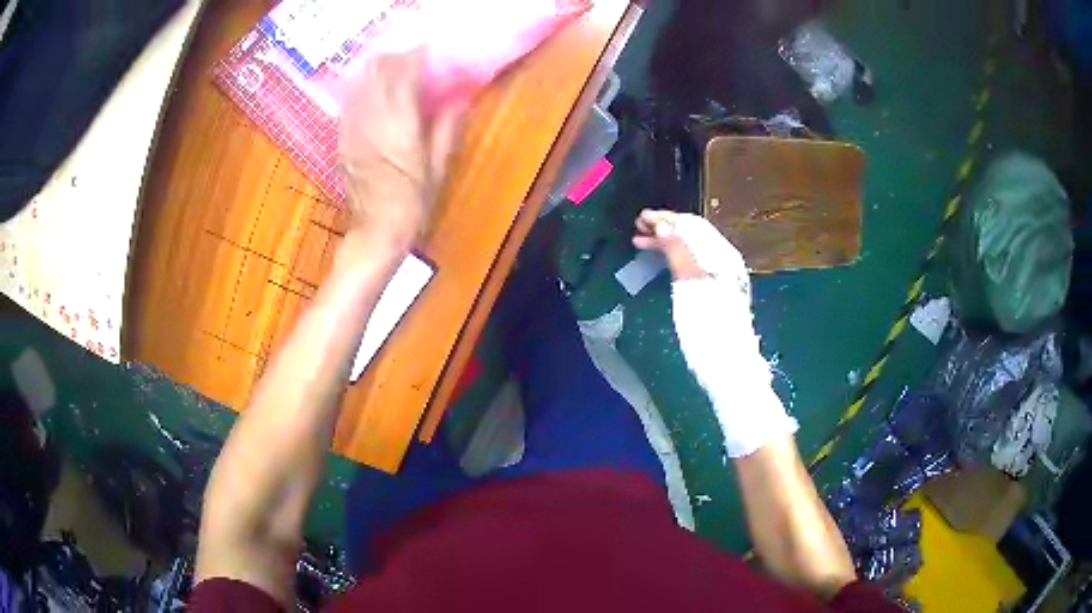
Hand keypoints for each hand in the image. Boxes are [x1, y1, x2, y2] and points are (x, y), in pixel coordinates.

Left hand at [339, 51, 464, 250]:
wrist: (376, 232)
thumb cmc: (412, 204)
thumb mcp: (438, 168)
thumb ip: (446, 129)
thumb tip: (458, 99)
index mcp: (400, 127)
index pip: (404, 76)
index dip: (415, 58)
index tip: (428, 51)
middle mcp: (373, 121)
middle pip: (378, 73)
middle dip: (394, 58)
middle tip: (411, 57)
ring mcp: (353, 129)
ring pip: (361, 83)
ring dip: (376, 69)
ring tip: (392, 67)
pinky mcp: (342, 138)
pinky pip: (350, 102)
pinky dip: (362, 88)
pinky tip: (371, 89)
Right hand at [633, 209, 795, 457]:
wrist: (730, 370)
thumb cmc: (709, 331)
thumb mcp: (691, 288)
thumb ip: (679, 253)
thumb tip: (665, 223)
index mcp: (722, 257)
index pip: (692, 225)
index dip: (666, 218)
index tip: (640, 218)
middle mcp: (725, 262)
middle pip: (693, 235)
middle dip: (665, 228)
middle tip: (637, 228)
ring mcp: (722, 279)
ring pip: (691, 250)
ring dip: (667, 242)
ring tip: (641, 243)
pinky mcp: (717, 294)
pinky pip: (693, 264)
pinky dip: (674, 259)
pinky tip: (662, 262)